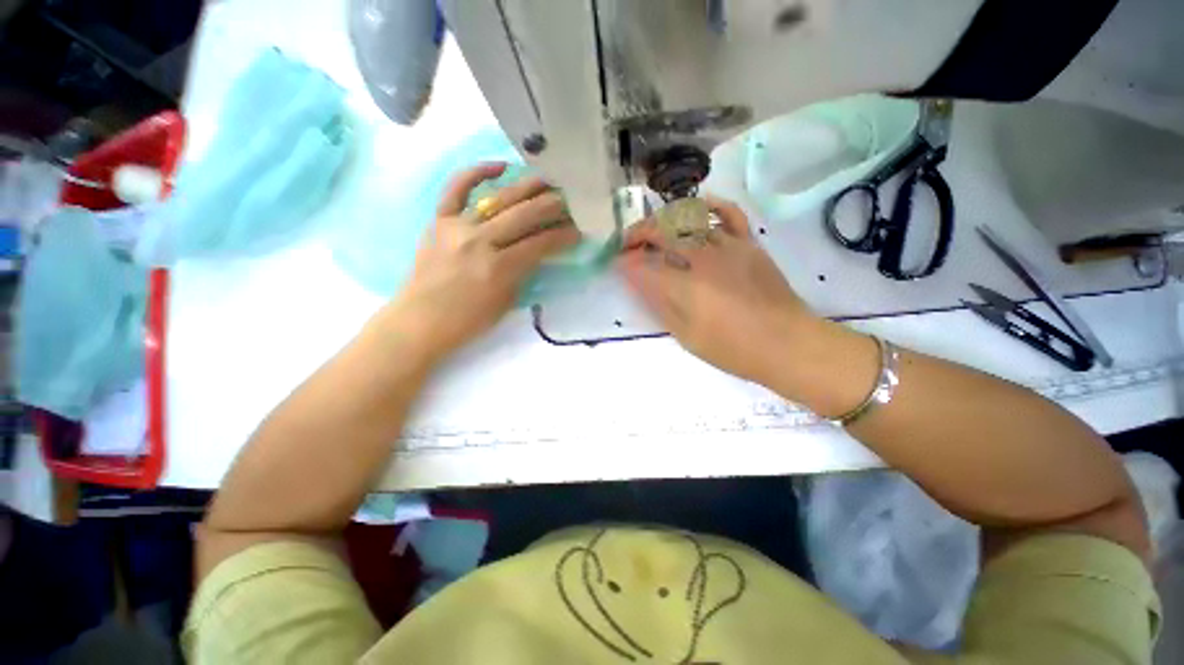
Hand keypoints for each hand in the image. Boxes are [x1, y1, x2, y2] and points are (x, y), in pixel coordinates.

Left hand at [384, 163, 579, 364]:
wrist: (421, 320)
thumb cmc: (469, 320)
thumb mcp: (508, 301)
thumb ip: (525, 271)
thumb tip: (541, 249)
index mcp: (499, 268)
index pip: (540, 243)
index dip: (563, 235)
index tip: (579, 228)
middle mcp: (480, 241)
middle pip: (525, 215)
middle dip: (553, 206)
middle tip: (570, 199)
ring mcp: (457, 226)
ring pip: (499, 199)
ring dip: (528, 187)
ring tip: (548, 178)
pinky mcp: (439, 220)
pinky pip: (457, 188)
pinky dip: (477, 173)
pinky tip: (500, 166)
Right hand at [618, 196, 819, 386]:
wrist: (786, 344)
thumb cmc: (733, 349)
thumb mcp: (687, 335)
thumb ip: (660, 304)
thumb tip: (638, 280)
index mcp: (685, 288)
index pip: (643, 265)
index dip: (624, 262)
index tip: (616, 263)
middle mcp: (703, 259)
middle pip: (662, 232)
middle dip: (637, 234)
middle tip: (627, 244)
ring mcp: (728, 247)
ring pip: (689, 218)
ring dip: (664, 221)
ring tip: (653, 230)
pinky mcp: (748, 244)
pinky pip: (728, 213)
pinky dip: (710, 204)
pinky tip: (696, 208)